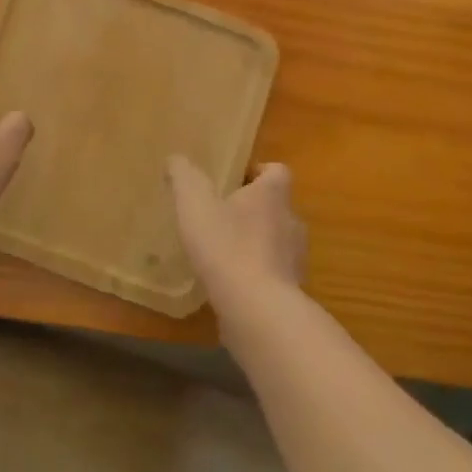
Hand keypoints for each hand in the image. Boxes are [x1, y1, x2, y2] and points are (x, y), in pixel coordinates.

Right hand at [167, 157, 306, 318]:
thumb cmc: (227, 246)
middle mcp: (291, 222)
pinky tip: (230, 284)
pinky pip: (273, 275)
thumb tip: (176, 160)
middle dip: (252, 209)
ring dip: (254, 243)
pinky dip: (255, 275)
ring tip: (222, 251)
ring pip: (276, 242)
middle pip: (276, 207)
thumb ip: (184, 176)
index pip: (277, 171)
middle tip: (221, 215)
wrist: (258, 311)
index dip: (257, 171)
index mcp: (272, 195)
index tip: (234, 180)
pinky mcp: (291, 293)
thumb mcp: (195, 203)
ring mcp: (295, 260)